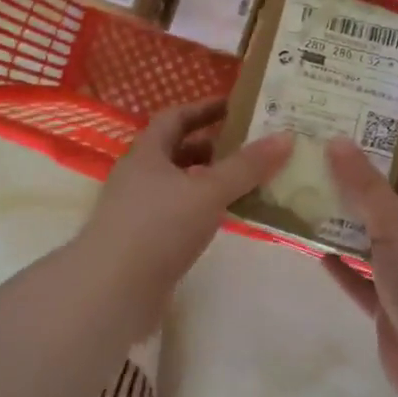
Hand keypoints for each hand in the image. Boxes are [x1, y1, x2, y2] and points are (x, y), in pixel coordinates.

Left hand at [78, 100, 291, 299]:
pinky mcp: (145, 242)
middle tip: (252, 147)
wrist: (111, 290)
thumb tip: (286, 136)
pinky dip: (204, 210)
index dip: (204, 108)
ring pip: (180, 185)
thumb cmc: (158, 228)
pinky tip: (228, 219)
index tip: (236, 107)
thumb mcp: (208, 191)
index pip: (175, 117)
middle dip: (213, 147)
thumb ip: (246, 166)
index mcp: (147, 153)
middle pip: (178, 151)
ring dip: (210, 181)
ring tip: (249, 182)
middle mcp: (139, 176)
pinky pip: (180, 214)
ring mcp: (139, 211)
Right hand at [321, 138, 397, 396]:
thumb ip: (366, 185)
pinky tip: (309, 248)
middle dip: (348, 190)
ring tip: (300, 201)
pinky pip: (356, 277)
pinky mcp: (385, 305)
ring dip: (338, 227)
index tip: (335, 138)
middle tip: (308, 168)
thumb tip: (338, 139)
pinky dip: (337, 264)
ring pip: (366, 243)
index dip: (373, 156)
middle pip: (380, 208)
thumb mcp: (396, 225)